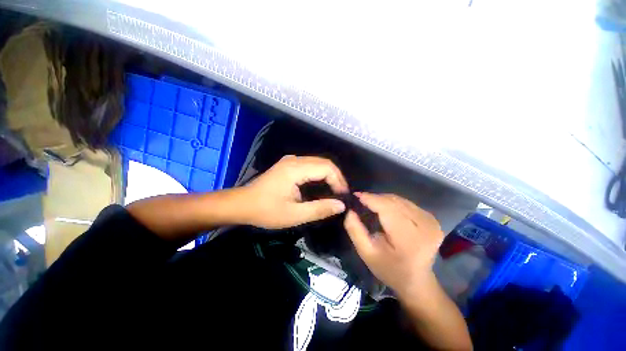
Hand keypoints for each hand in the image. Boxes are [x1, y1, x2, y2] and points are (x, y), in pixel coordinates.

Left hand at [238, 155, 348, 228]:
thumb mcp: (294, 215)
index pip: (326, 168)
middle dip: (336, 177)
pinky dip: (319, 174)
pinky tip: (322, 185)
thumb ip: (319, 209)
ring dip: (329, 175)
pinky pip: (310, 165)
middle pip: (323, 162)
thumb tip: (341, 205)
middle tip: (341, 194)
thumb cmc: (266, 211)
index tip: (343, 196)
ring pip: (317, 163)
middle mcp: (294, 160)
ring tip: (335, 191)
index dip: (339, 181)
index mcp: (295, 169)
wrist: (242, 204)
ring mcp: (290, 160)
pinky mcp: (288, 164)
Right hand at [344, 193, 443, 297]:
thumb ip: (355, 230)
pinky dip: (393, 203)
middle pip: (393, 201)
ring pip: (400, 200)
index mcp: (408, 237)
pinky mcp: (432, 219)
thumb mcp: (367, 253)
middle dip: (375, 198)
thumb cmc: (389, 269)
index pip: (386, 208)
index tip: (355, 196)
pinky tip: (385, 208)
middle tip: (360, 200)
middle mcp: (424, 225)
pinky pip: (407, 204)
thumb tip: (349, 210)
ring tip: (370, 203)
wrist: (416, 281)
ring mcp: (431, 221)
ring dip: (383, 199)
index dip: (370, 198)